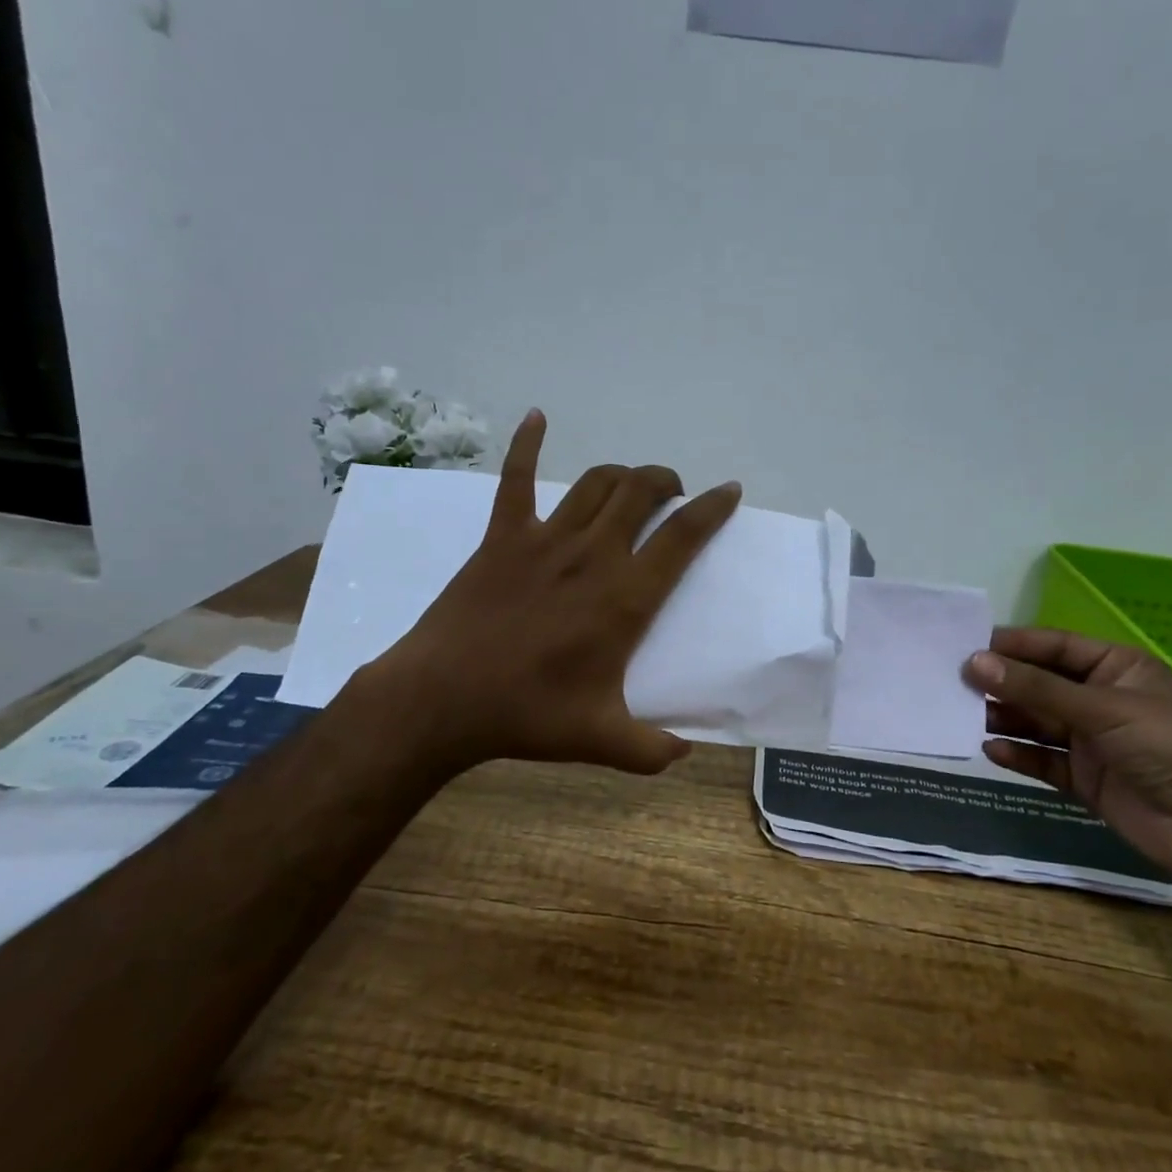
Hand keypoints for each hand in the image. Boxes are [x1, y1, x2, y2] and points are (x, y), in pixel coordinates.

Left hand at [361, 409, 741, 776]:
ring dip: (622, 474)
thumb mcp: (600, 740)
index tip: (729, 491)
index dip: (712, 509)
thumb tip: (683, 754)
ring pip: (595, 483)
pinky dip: (526, 444)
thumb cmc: (526, 715)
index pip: (682, 536)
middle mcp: (592, 554)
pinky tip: (536, 417)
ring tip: (632, 484)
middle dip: (666, 481)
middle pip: (641, 492)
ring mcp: (544, 539)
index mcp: (625, 596)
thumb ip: (651, 749)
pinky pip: (515, 478)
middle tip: (672, 494)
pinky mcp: (502, 537)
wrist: (442, 699)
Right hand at [963, 627, 1171, 887]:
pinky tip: (990, 751)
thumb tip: (973, 663)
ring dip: (1003, 718)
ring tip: (960, 715)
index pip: (1053, 647)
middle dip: (1000, 683)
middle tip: (951, 682)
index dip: (1011, 646)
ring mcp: (1091, 741)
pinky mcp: (1084, 779)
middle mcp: (1099, 700)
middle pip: (1039, 685)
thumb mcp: (1101, 707)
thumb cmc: (1169, 745)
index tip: (965, 647)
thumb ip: (1035, 688)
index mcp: (1114, 668)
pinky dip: (1017, 755)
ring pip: (1035, 722)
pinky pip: (1042, 760)